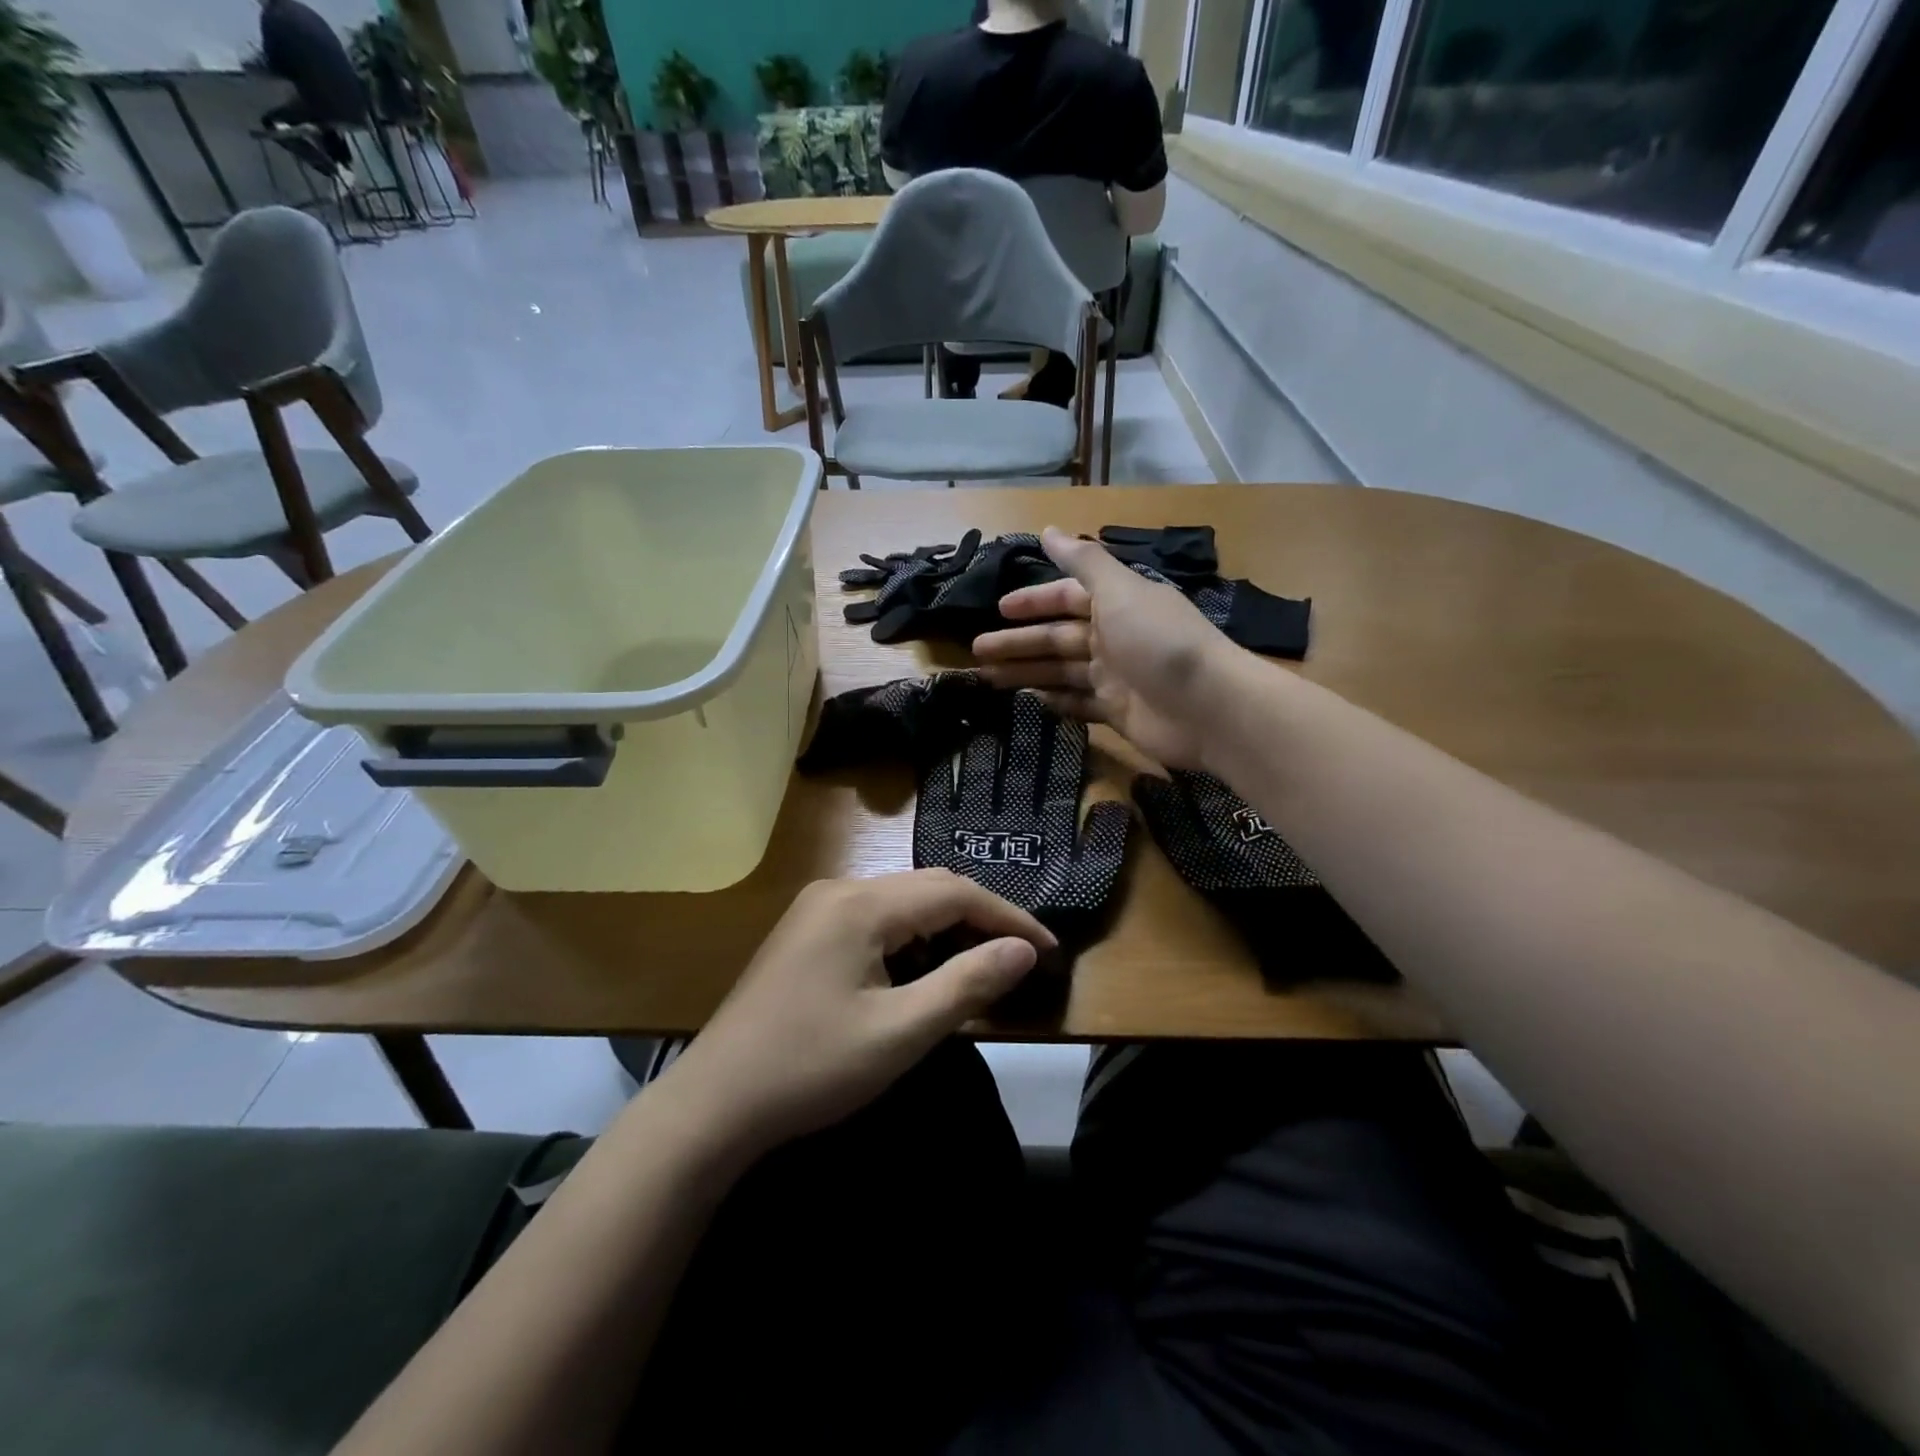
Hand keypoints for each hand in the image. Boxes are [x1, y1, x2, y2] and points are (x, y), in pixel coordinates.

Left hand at [654, 870, 1053, 1164]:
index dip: (1007, 918)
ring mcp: (817, 909)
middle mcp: (839, 890)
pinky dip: (912, 940)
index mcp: (861, 904)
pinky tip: (923, 972)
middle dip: (979, 919)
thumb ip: (967, 984)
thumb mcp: (900, 1033)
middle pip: (927, 890)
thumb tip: (1023, 950)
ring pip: (901, 904)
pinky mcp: (806, 934)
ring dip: (945, 929)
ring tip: (981, 967)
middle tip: (1020, 959)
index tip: (1047, 951)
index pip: (954, 892)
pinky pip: (875, 921)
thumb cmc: (811, 1068)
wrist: (712, 1105)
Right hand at [972, 526, 1238, 769]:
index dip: (1033, 601)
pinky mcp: (1117, 712)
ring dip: (1026, 673)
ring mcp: (1115, 677)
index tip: (998, 609)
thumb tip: (1048, 529)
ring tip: (987, 679)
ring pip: (1060, 672)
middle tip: (977, 651)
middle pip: (1056, 638)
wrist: (1209, 708)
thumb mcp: (1120, 591)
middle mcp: (1113, 637)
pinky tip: (1028, 702)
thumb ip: (1084, 562)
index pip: (1066, 597)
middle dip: (1018, 642)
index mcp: (1115, 604)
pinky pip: (1077, 704)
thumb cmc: (1160, 641)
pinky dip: (1054, 703)